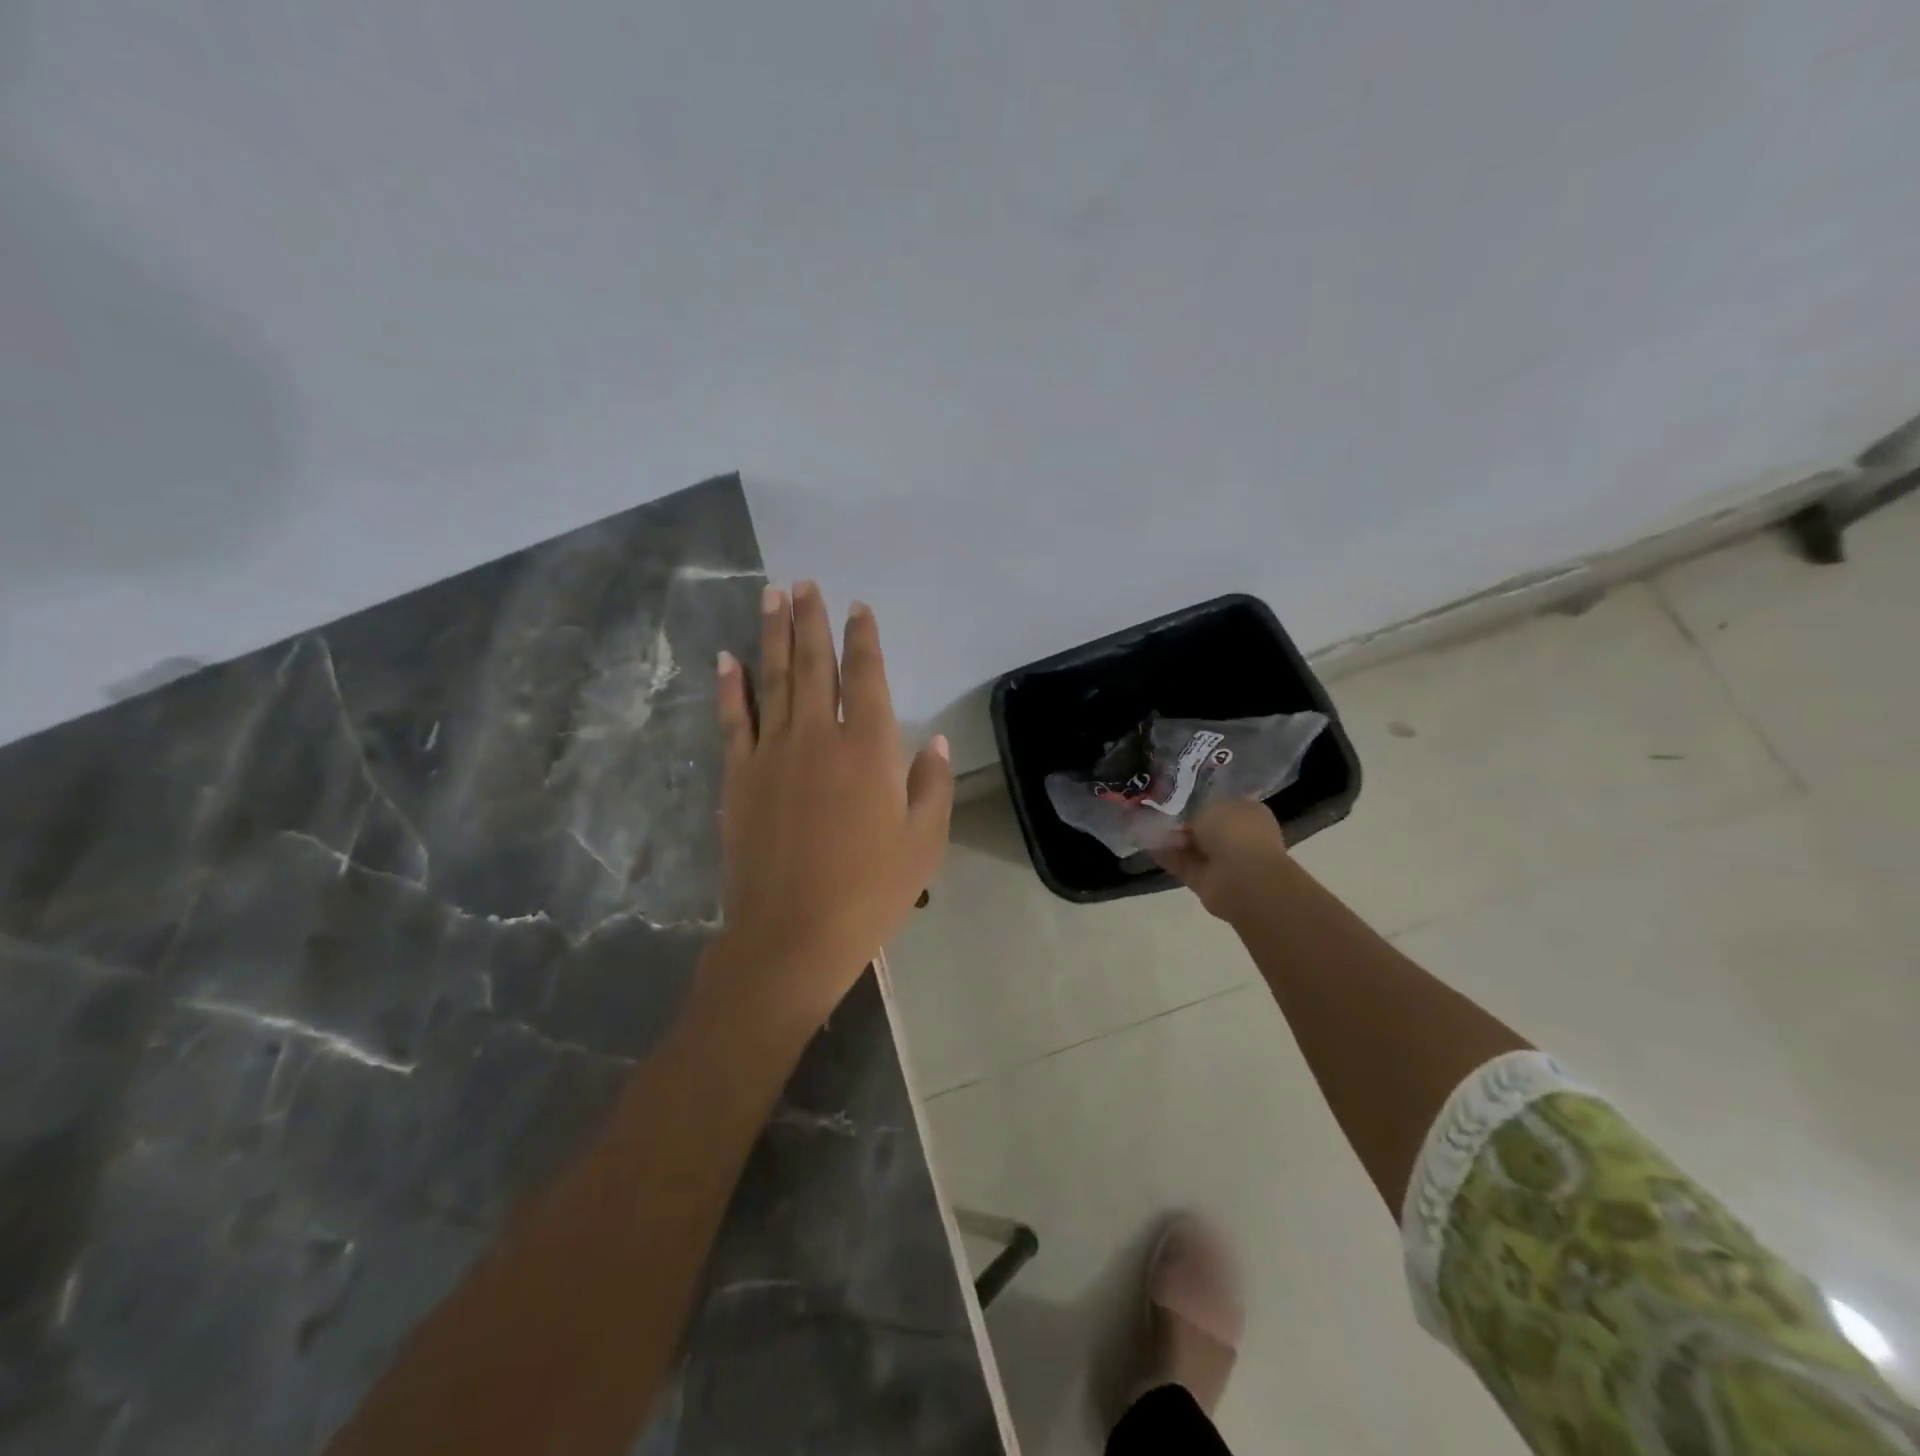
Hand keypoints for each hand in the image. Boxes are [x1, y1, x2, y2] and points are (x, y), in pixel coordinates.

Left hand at [712, 582, 952, 1025]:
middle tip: (806, 584)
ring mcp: (772, 753)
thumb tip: (938, 741)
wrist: (792, 934)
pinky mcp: (738, 776)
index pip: (868, 677)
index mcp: (870, 750)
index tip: (858, 608)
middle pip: (815, 665)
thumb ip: (932, 785)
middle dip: (812, 620)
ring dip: (773, 634)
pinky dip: (731, 686)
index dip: (864, 639)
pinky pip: (734, 719)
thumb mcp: (923, 842)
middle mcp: (819, 737)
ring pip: (774, 679)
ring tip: (773, 596)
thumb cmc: (869, 891)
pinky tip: (728, 658)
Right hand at [1152, 799, 1290, 922]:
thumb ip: (1196, 809)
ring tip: (1145, 826)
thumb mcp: (1211, 805)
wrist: (1243, 878)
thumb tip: (1186, 818)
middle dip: (1183, 822)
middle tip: (1156, 812)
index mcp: (1248, 814)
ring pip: (1193, 847)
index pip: (1222, 804)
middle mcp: (1238, 837)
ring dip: (1172, 839)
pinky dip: (1166, 857)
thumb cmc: (1235, 832)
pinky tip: (1147, 845)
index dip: (1199, 801)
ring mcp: (1223, 861)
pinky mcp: (1206, 881)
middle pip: (1205, 828)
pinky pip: (1182, 865)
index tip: (1175, 797)